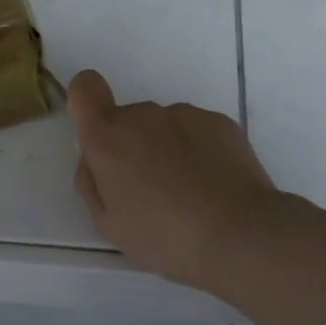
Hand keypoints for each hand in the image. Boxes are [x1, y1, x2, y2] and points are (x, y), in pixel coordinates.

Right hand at [68, 70, 285, 289]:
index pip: (85, 87)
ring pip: (164, 126)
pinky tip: (214, 186)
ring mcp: (184, 114)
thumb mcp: (108, 224)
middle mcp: (142, 114)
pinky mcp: (219, 121)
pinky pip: (197, 131)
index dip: (87, 101)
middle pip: (128, 118)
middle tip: (151, 190)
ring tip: (189, 193)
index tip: (98, 131)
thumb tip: (93, 160)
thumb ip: (91, 183)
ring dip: (168, 149)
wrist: (240, 236)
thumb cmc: (164, 236)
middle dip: (133, 146)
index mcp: (107, 137)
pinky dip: (200, 151)